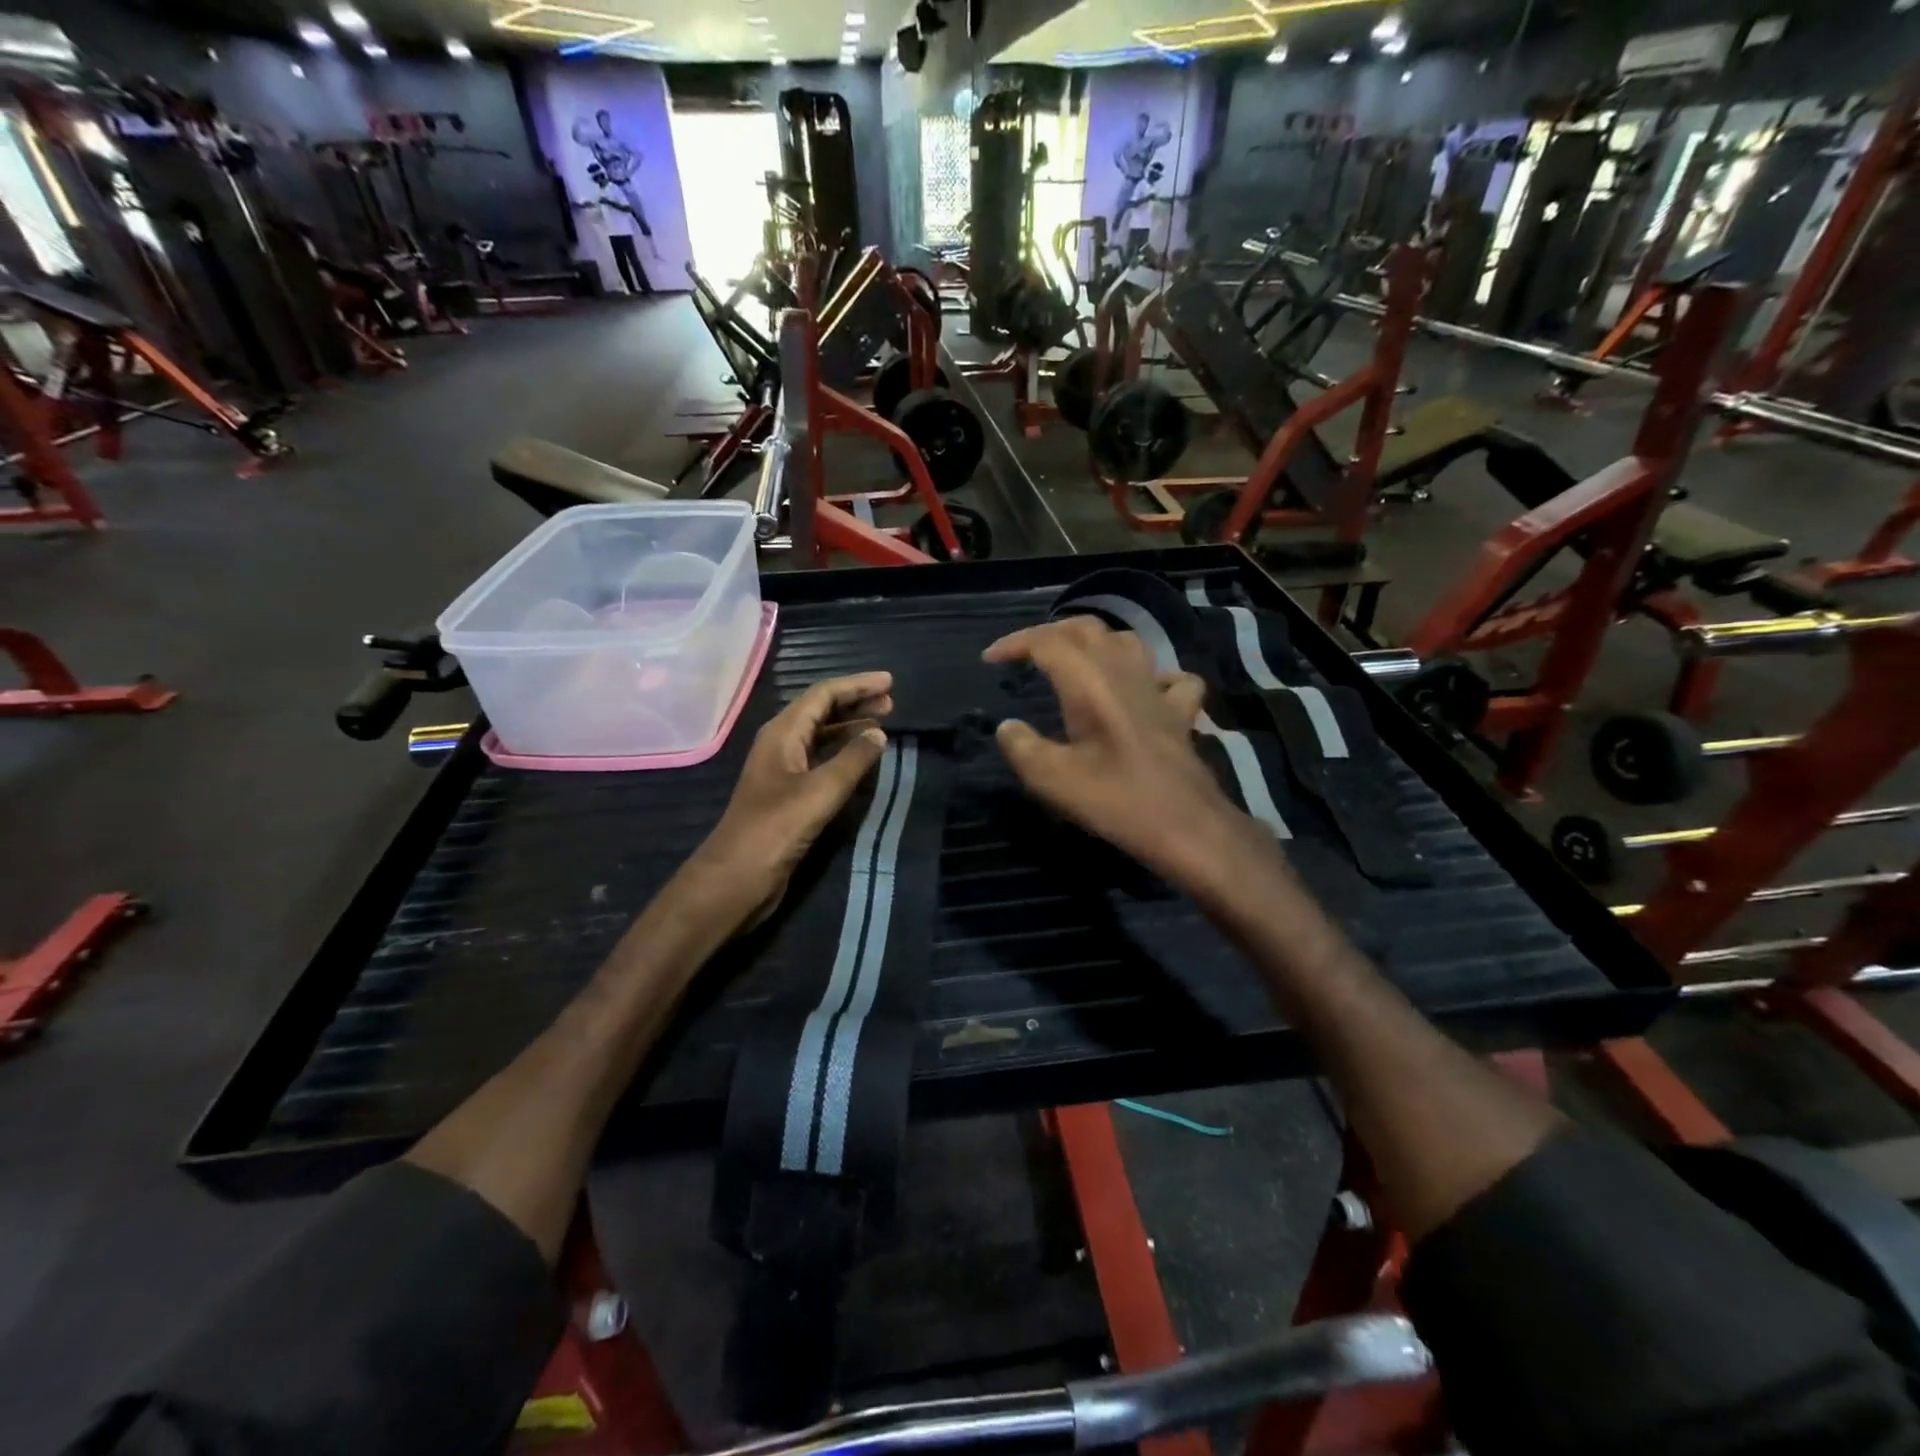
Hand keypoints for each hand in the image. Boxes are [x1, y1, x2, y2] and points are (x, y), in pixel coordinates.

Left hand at [685, 672, 893, 932]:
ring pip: (821, 736)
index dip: (857, 685)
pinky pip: (821, 760)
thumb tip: (879, 732)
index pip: (822, 695)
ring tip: (883, 726)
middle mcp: (781, 744)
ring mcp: (783, 770)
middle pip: (821, 711)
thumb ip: (853, 760)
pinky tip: (862, 760)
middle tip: (892, 702)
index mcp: (782, 733)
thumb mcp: (820, 791)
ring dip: (850, 727)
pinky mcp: (789, 794)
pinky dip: (843, 753)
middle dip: (855, 703)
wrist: (737, 878)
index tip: (890, 681)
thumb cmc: (776, 829)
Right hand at [983, 618, 1247, 888]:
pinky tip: (1143, 688)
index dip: (1015, 643)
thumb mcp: (1052, 780)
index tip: (990, 660)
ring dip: (1095, 642)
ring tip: (1074, 659)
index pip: (1047, 642)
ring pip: (1127, 642)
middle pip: (1087, 629)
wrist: (1186, 826)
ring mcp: (1158, 689)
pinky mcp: (1181, 712)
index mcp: (1089, 682)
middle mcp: (1125, 672)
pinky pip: (1170, 677)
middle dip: (1051, 633)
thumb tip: (1008, 727)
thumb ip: (1022, 747)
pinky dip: (1151, 674)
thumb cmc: (1116, 800)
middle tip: (1026, 652)